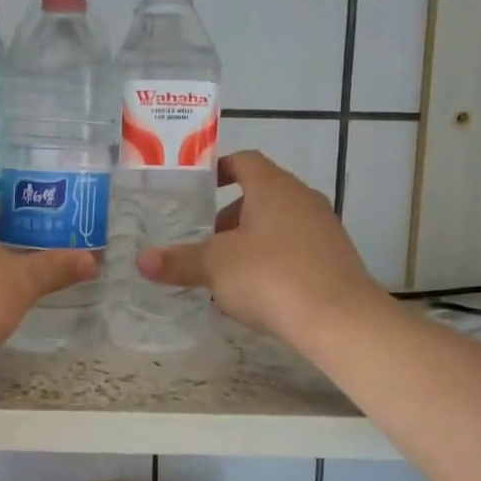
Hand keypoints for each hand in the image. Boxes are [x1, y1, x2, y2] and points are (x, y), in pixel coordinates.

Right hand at [136, 150, 383, 339]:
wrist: (339, 318)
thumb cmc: (271, 276)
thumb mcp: (215, 267)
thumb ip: (179, 261)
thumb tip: (141, 261)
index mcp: (273, 187)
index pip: (244, 162)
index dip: (219, 170)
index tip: (199, 189)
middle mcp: (302, 199)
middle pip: (260, 196)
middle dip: (229, 217)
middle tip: (204, 242)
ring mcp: (324, 229)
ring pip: (278, 225)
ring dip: (250, 242)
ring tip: (225, 273)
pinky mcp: (335, 259)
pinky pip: (295, 250)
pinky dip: (273, 262)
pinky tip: (257, 293)